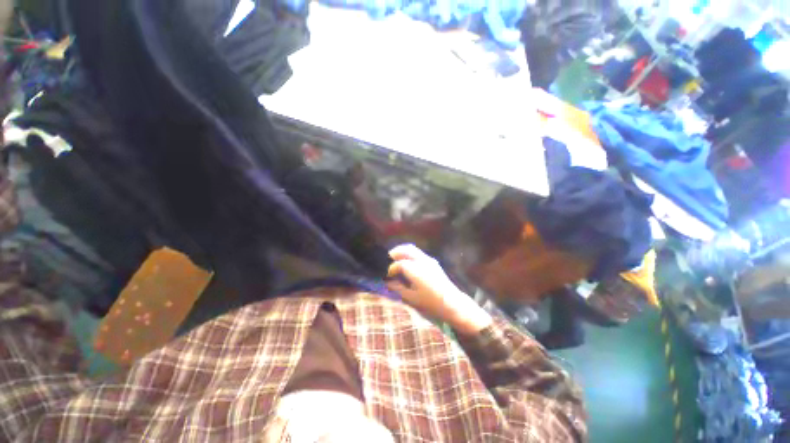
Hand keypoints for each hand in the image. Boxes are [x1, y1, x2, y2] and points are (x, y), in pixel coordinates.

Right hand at [386, 244, 491, 334]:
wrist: (452, 303)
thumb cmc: (431, 303)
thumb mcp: (411, 298)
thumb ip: (398, 287)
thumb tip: (387, 281)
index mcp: (417, 270)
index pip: (400, 264)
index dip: (391, 268)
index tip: (387, 275)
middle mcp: (422, 261)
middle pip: (406, 249)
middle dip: (395, 253)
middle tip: (387, 260)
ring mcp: (429, 260)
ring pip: (412, 249)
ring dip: (402, 252)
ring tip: (395, 260)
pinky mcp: (433, 261)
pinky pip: (418, 252)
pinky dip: (409, 254)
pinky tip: (406, 263)